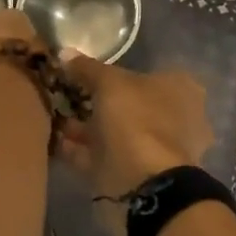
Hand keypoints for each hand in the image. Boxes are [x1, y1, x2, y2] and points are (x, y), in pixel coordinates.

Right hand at [58, 55, 212, 204]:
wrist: (144, 183)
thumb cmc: (136, 120)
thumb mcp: (109, 83)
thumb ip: (88, 68)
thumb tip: (66, 52)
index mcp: (181, 90)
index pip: (148, 74)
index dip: (116, 74)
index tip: (85, 76)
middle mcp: (176, 119)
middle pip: (131, 106)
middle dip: (98, 104)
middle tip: (66, 98)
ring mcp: (158, 151)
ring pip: (117, 133)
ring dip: (86, 129)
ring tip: (54, 120)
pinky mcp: (138, 176)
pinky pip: (105, 157)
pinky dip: (81, 151)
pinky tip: (55, 143)